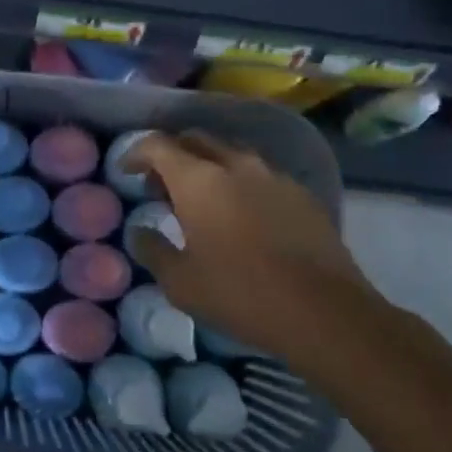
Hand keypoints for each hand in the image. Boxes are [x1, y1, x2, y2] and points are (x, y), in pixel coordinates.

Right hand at [123, 132, 392, 369]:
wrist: (324, 312)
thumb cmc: (240, 293)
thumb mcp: (180, 282)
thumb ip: (152, 250)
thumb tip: (139, 232)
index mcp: (198, 179)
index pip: (158, 145)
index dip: (136, 152)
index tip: (127, 171)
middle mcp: (236, 164)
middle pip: (195, 140)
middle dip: (173, 156)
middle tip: (162, 188)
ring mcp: (274, 176)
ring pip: (231, 154)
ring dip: (209, 168)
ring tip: (204, 202)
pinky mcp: (302, 194)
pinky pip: (261, 175)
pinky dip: (242, 184)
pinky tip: (244, 217)